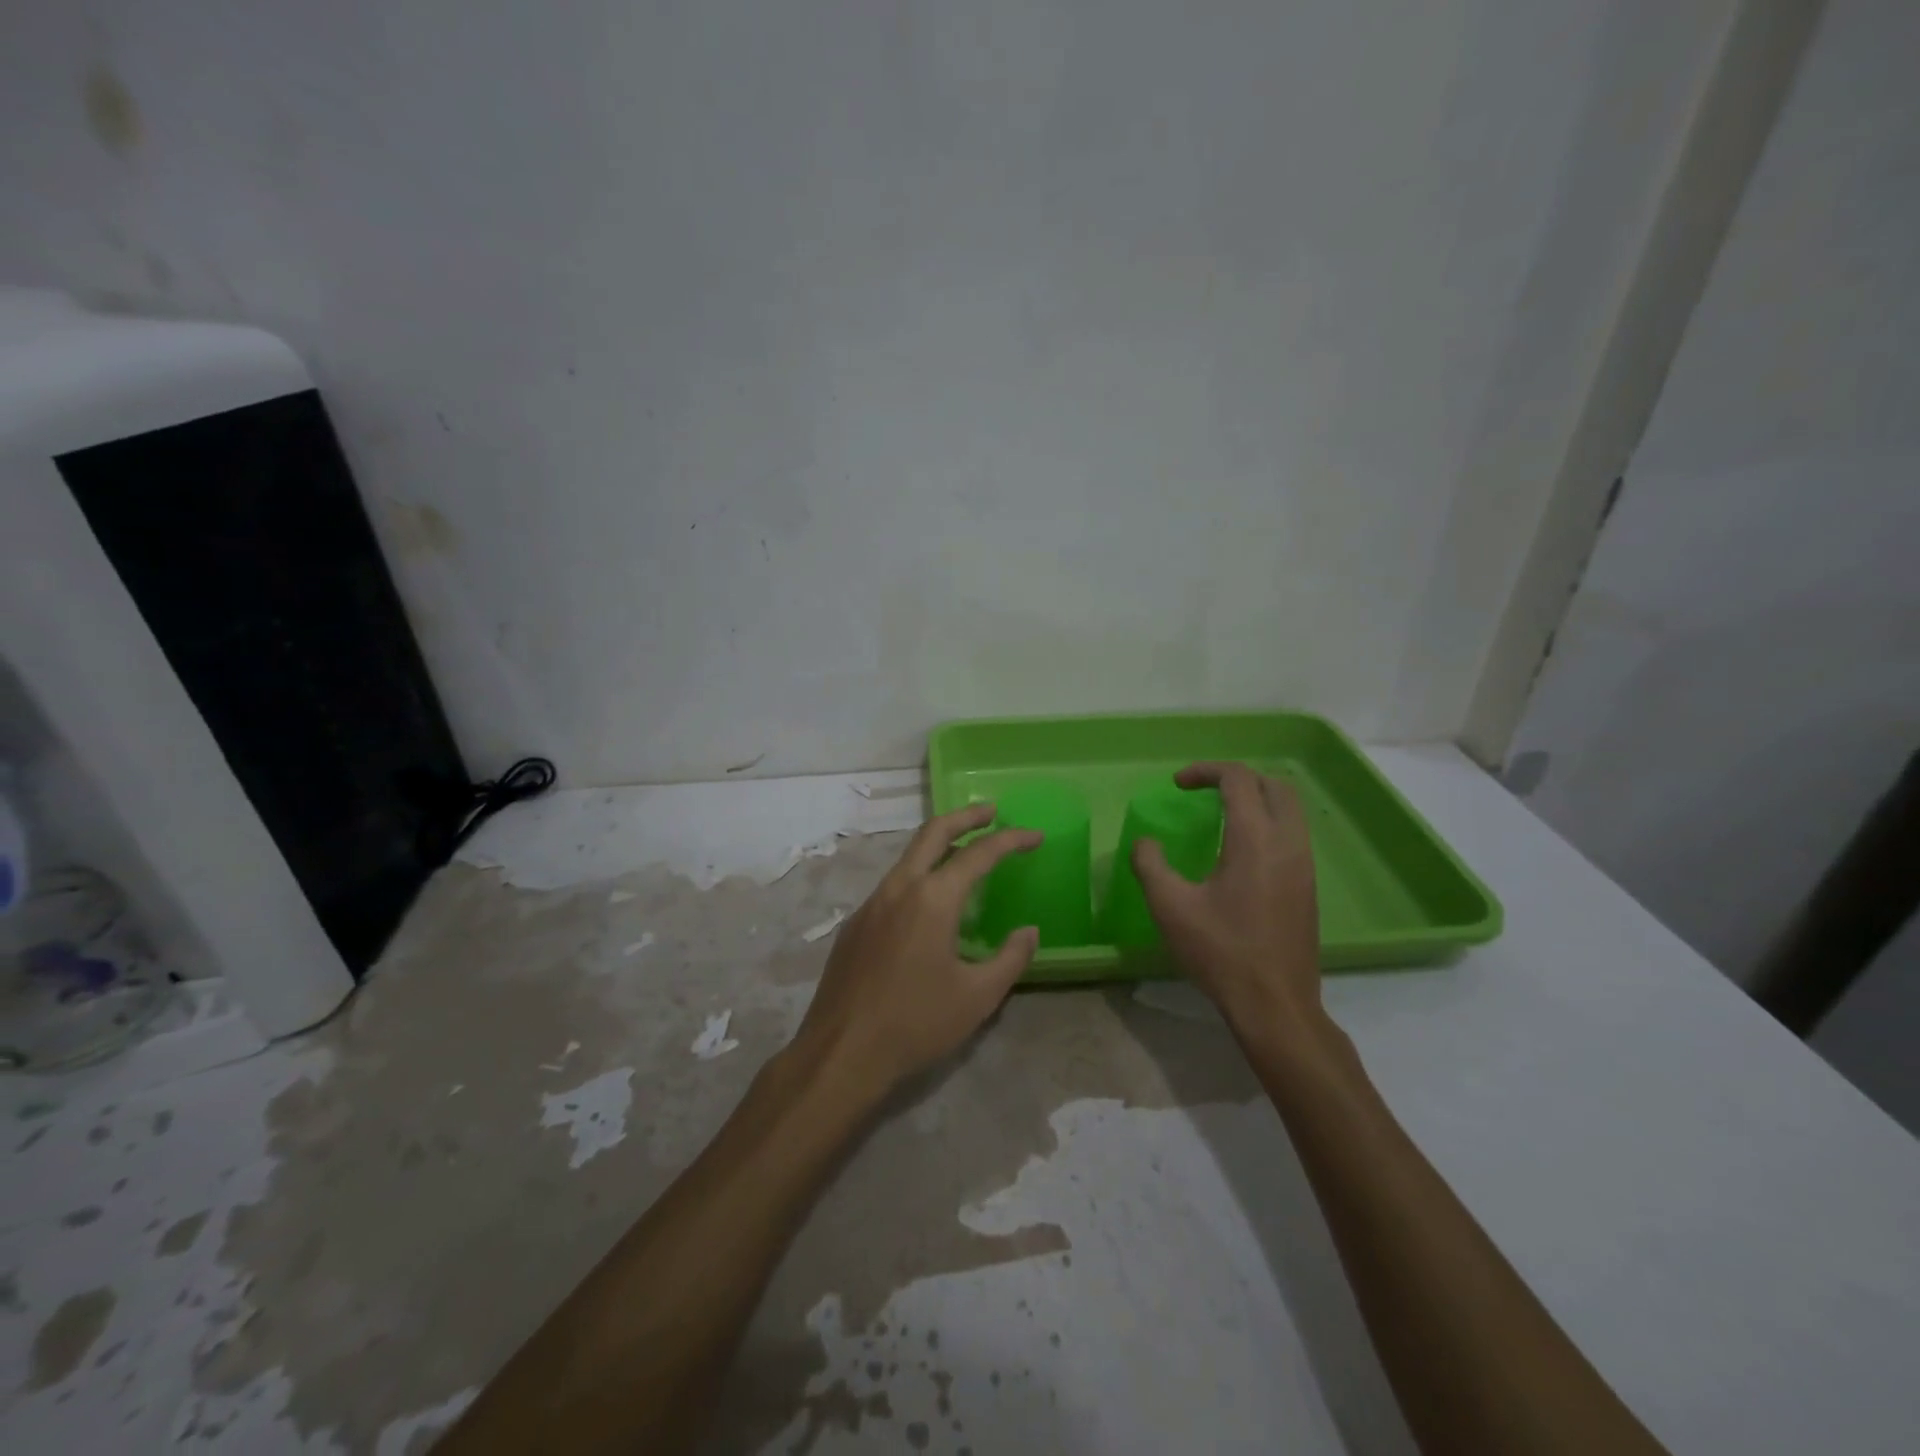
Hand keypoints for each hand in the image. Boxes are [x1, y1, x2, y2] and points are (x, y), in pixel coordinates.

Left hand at [792, 803, 1041, 1100]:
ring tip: (965, 853)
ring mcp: (871, 904)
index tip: (1034, 836)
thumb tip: (1029, 931)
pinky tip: (929, 904)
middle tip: (992, 811)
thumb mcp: (978, 996)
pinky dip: (919, 876)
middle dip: (965, 817)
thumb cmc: (916, 1023)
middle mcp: (899, 888)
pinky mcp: (855, 925)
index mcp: (932, 899)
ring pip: (909, 857)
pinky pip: (893, 885)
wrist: (841, 1053)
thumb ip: (1011, 958)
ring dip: (939, 845)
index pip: (979, 854)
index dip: (1011, 840)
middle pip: (933, 833)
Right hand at [1133, 762, 1324, 1042]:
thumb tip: (1147, 843)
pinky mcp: (1308, 887)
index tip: (1178, 785)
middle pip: (1274, 785)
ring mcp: (1304, 866)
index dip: (1205, 771)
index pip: (1238, 779)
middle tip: (1204, 793)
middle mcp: (1288, 843)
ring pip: (1289, 810)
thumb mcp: (1170, 906)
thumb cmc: (1221, 952)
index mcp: (1255, 839)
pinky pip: (1292, 835)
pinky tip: (1240, 853)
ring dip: (1256, 800)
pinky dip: (1267, 824)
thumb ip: (1150, 864)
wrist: (1275, 1004)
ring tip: (1221, 816)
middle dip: (1237, 779)